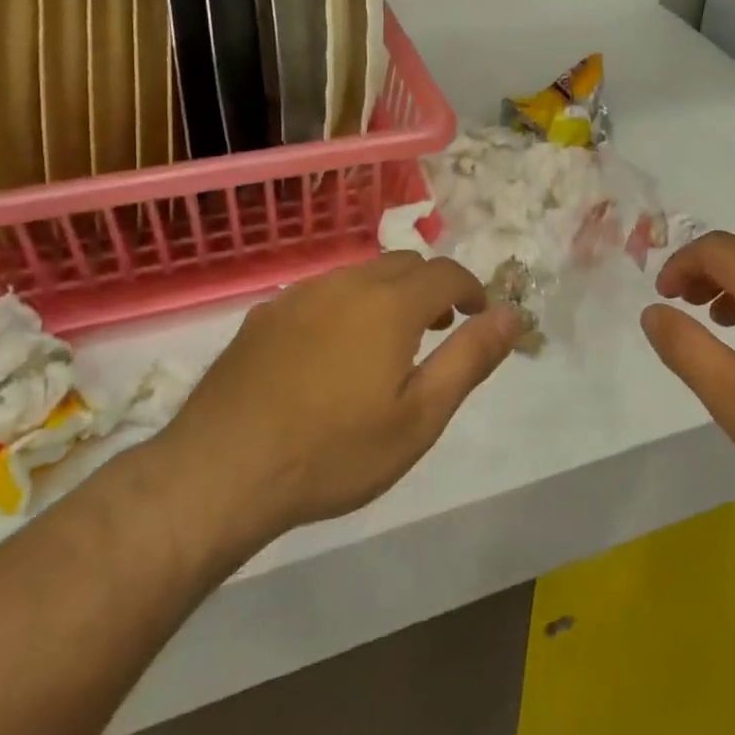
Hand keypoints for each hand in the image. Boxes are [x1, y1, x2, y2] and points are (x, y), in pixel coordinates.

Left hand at [152, 253, 522, 564]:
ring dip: (388, 295)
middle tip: (437, 330)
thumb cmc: (334, 451)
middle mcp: (346, 284)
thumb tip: (512, 314)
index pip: (446, 273)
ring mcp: (299, 296)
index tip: (479, 314)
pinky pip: (321, 293)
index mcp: (390, 304)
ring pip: (360, 275)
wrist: (221, 471)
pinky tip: (330, 353)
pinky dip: (345, 306)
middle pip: (404, 264)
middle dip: (431, 288)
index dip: (471, 289)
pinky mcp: (264, 315)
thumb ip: (470, 358)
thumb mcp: (420, 417)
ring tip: (386, 344)